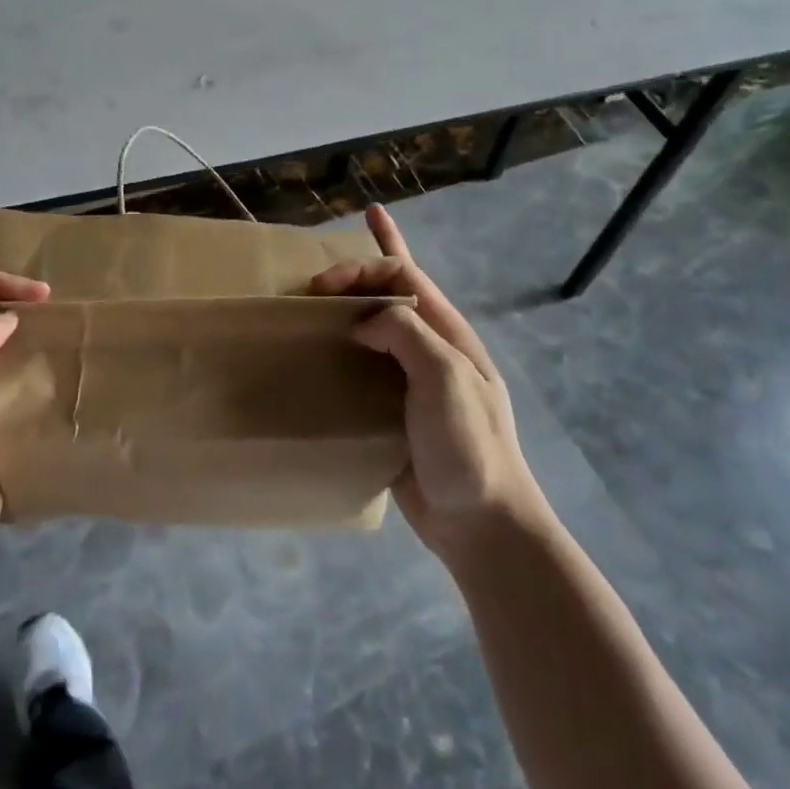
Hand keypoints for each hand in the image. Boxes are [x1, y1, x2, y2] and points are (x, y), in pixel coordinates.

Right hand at [311, 205, 547, 563]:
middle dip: (355, 276)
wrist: (479, 523)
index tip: (323, 284)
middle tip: (311, 284)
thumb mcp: (445, 376)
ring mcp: (410, 381)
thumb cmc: (469, 444)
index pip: (404, 275)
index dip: (365, 265)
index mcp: (446, 333)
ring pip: (373, 331)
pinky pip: (361, 372)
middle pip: (388, 295)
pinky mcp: (392, 413)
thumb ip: (406, 335)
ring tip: (310, 307)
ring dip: (346, 312)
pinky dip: (340, 357)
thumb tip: (363, 323)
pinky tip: (317, 361)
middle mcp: (428, 349)